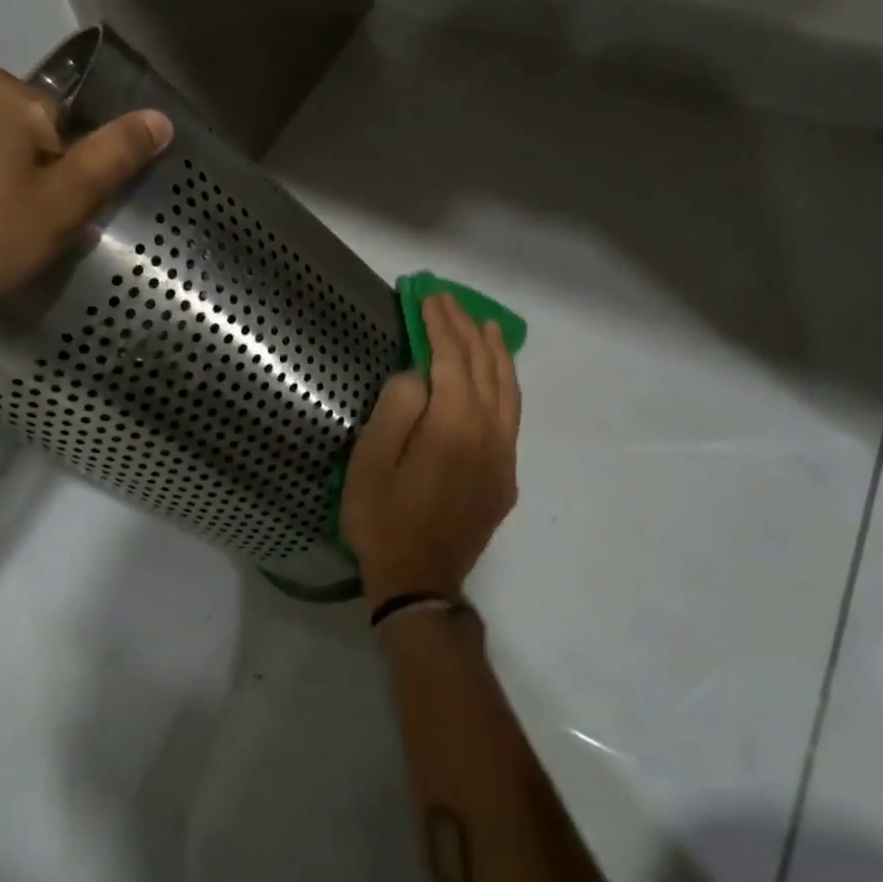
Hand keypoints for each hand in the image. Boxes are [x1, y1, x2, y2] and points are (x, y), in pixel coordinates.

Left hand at [0, 67, 171, 358]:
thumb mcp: (65, 199)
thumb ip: (115, 155)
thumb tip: (161, 117)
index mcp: (4, 91)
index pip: (79, 117)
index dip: (91, 166)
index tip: (86, 210)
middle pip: (47, 139)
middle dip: (61, 183)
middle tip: (60, 231)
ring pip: (16, 163)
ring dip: (31, 199)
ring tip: (28, 242)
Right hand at [342, 294, 520, 606]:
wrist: (419, 582)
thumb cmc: (383, 521)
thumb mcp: (371, 464)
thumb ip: (396, 410)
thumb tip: (418, 376)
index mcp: (454, 428)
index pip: (453, 361)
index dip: (442, 326)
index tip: (431, 299)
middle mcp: (489, 435)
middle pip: (486, 370)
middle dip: (469, 331)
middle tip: (451, 303)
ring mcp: (503, 457)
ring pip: (508, 392)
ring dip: (497, 354)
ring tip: (487, 326)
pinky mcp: (505, 476)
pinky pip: (511, 417)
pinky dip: (505, 385)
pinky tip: (495, 378)